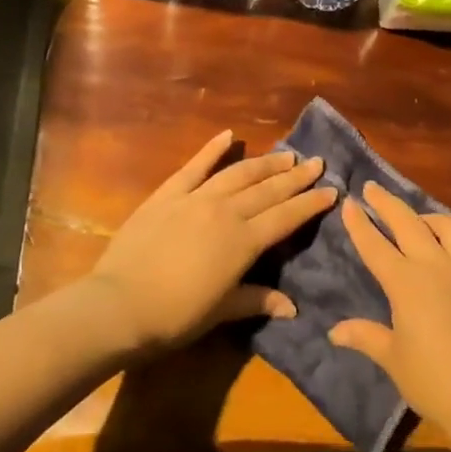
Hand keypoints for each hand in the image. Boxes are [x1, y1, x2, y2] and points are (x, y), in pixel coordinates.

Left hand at [90, 130, 335, 354]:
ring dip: (265, 163)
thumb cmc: (174, 316)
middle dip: (296, 177)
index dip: (311, 204)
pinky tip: (229, 135)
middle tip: (316, 163)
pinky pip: (194, 166)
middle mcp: (226, 212)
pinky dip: (212, 149)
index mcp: (244, 242)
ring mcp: (195, 198)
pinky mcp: (167, 194)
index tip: (332, 190)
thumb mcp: (221, 311)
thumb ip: (257, 300)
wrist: (119, 305)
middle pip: (268, 190)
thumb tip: (292, 308)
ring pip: (239, 174)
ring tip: (286, 155)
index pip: (287, 217)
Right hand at [329, 182, 450, 437]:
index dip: (360, 223)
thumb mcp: (393, 359)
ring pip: (448, 226)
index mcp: (405, 283)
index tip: (349, 202)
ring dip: (428, 216)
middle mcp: (435, 266)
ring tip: (418, 218)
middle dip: (387, 203)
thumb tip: (335, 331)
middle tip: (373, 187)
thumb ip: (366, 336)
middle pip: (408, 223)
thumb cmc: (434, 381)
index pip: (376, 245)